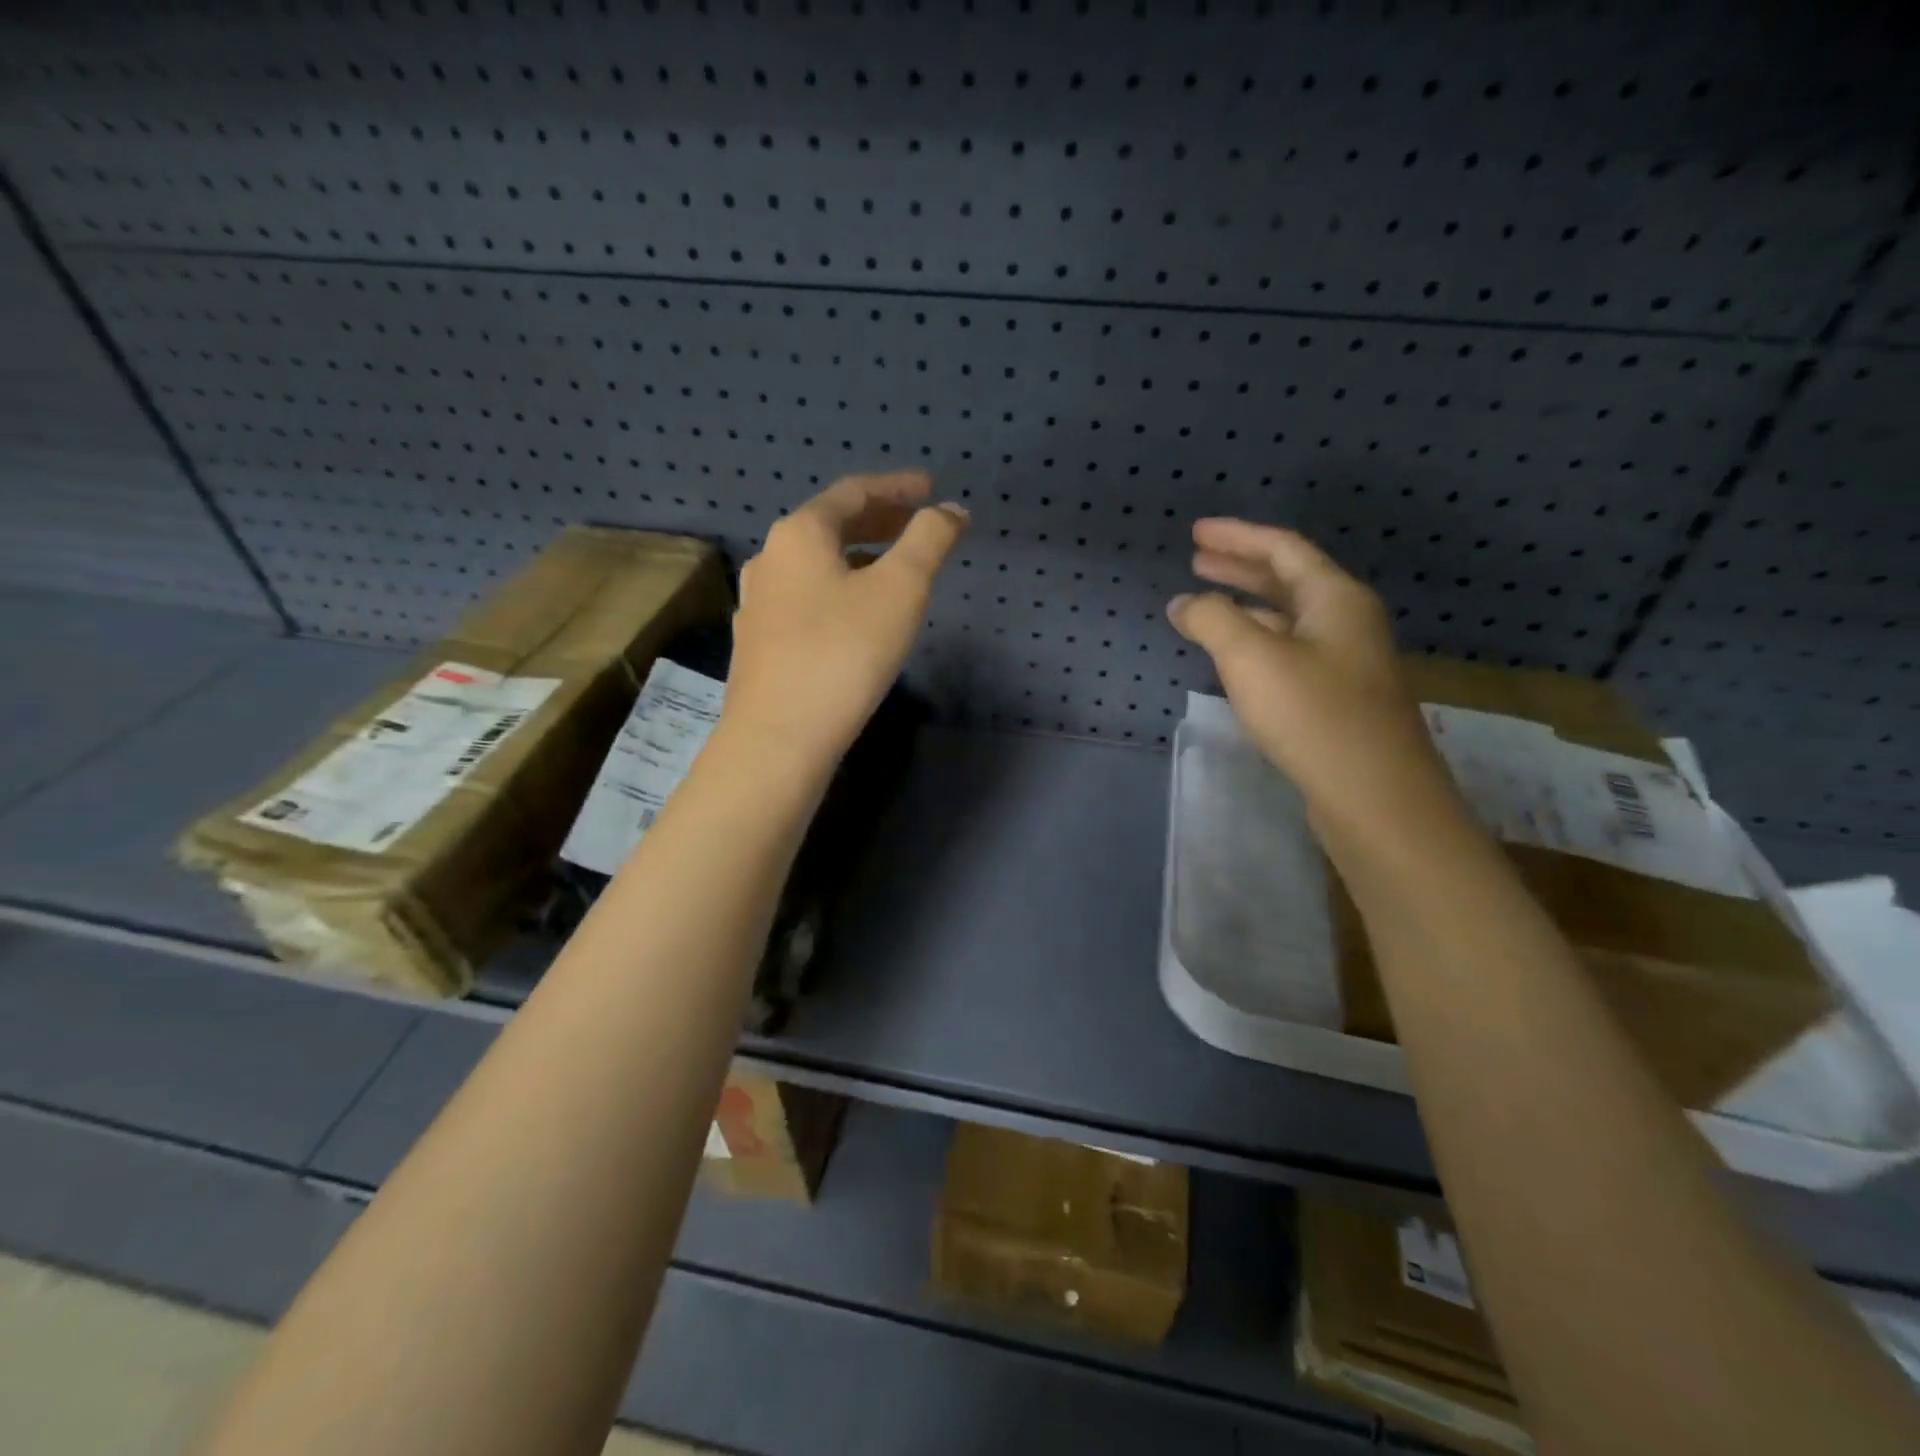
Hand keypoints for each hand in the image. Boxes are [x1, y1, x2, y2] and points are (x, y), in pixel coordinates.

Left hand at [719, 471, 967, 774]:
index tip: (930, 487)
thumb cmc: (843, 654)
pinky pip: (806, 597)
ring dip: (858, 555)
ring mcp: (758, 603)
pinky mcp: (759, 642)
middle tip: (917, 523)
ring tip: (894, 567)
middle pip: (830, 525)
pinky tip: (855, 614)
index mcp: (799, 534)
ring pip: (817, 565)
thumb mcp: (900, 590)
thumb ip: (928, 540)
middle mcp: (770, 559)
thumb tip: (950, 511)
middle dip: (879, 519)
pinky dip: (838, 588)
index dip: (896, 486)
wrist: (778, 738)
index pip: (853, 492)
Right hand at [1166, 518, 1457, 837]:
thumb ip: (1211, 620)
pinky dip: (1257, 642)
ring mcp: (1347, 661)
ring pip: (1289, 618)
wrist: (1375, 796)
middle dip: (1240, 567)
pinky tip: (1235, 659)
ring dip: (1247, 606)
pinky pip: (1291, 651)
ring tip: (1207, 605)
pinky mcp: (1339, 698)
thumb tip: (1184, 602)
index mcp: (1335, 598)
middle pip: (1289, 579)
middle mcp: (1347, 621)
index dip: (1236, 536)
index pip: (1282, 548)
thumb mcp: (1251, 658)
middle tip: (1197, 560)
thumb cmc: (1312, 715)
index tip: (1196, 532)